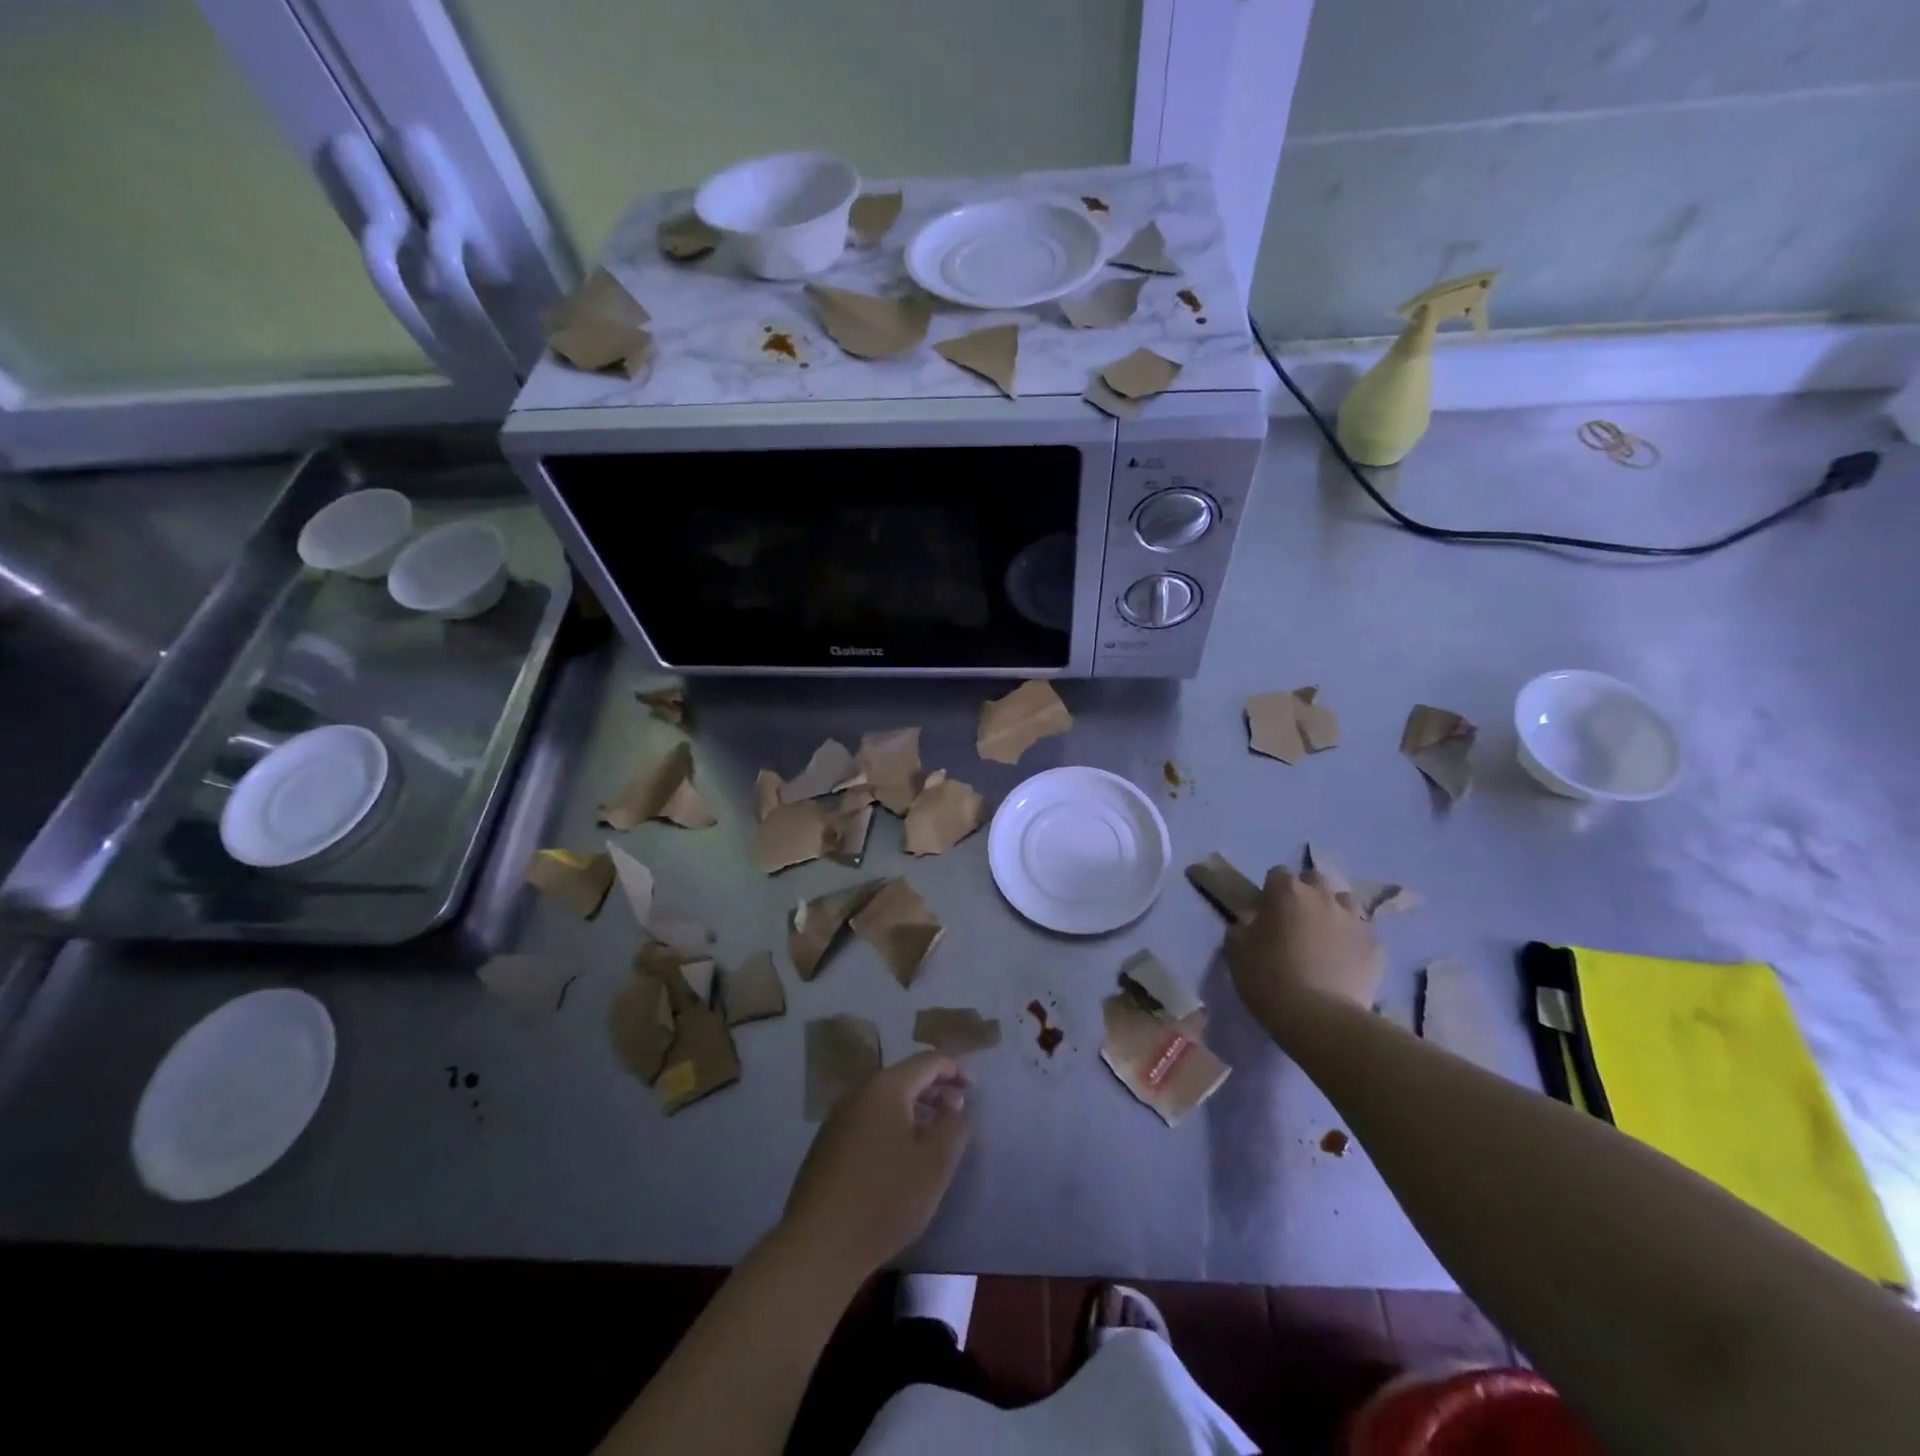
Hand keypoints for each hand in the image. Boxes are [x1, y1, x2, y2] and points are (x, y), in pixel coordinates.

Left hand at [780, 1051, 970, 1278]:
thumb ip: (952, 1126)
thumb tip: (953, 1102)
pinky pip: (868, 1119)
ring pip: (884, 1099)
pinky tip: (899, 1154)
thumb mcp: (934, 1165)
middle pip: (904, 1077)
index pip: (927, 1062)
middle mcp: (859, 1092)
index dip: (954, 1069)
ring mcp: (838, 1117)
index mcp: (886, 1088)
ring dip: (913, 1107)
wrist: (818, 1244)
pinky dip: (891, 1124)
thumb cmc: (885, 1199)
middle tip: (957, 1109)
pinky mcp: (827, 1143)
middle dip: (934, 1088)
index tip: (974, 1090)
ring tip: (933, 1132)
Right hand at [1226, 867, 1383, 1034]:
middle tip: (1295, 922)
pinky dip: (1353, 942)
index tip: (1264, 914)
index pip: (1278, 874)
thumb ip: (1241, 928)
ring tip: (1324, 938)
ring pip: (1345, 903)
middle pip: (1315, 881)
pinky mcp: (1376, 948)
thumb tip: (1250, 924)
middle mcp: (1324, 897)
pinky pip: (1363, 935)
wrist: (1319, 1018)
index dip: (1270, 892)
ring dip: (1334, 913)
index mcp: (1287, 891)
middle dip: (1306, 895)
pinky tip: (1344, 963)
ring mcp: (1354, 920)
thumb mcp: (1235, 951)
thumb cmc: (1268, 978)